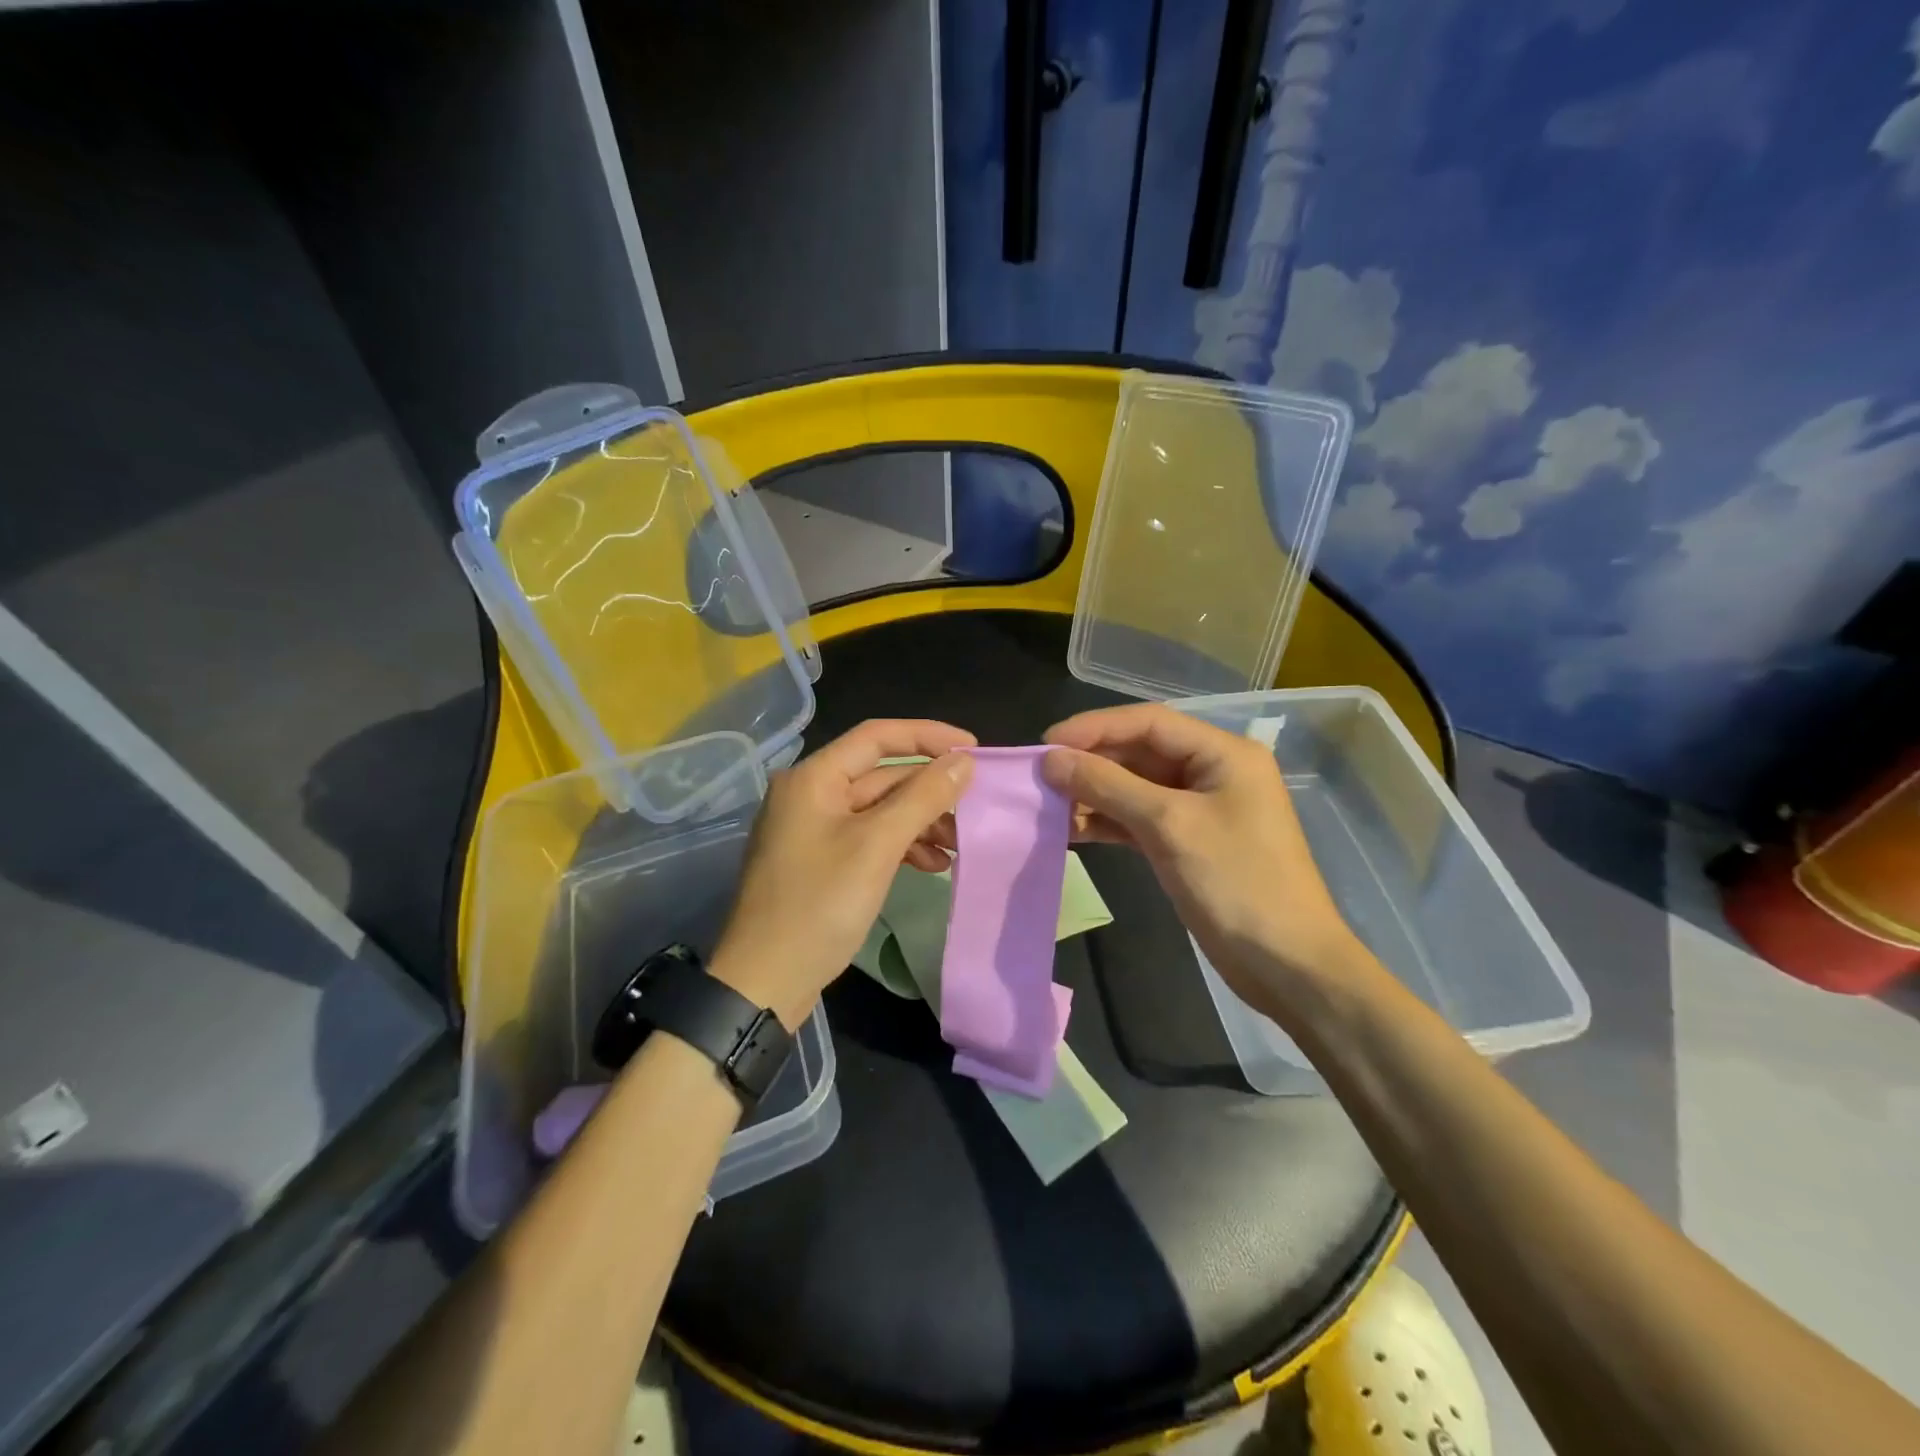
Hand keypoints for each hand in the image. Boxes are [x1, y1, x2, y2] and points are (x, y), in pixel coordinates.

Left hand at [711, 719, 975, 1026]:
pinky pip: (869, 838)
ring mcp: (813, 830)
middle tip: (974, 806)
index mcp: (813, 778)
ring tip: (958, 844)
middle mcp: (810, 794)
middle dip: (929, 790)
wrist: (765, 982)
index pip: (878, 737)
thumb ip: (923, 798)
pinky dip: (901, 846)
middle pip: (880, 775)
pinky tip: (932, 865)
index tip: (973, 749)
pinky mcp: (821, 862)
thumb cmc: (819, 905)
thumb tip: (964, 761)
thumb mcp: (877, 846)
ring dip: (920, 822)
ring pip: (878, 810)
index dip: (929, 736)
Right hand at [1041, 704, 1363, 1011]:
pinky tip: (1070, 830)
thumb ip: (1108, 786)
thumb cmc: (1237, 884)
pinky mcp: (1187, 843)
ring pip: (1135, 787)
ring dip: (1094, 794)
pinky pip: (1139, 819)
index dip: (1094, 728)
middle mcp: (1211, 772)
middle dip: (1091, 762)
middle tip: (1039, 777)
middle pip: (1140, 752)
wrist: (1287, 966)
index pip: (1148, 722)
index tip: (1046, 745)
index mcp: (1223, 753)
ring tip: (1047, 805)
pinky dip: (1107, 822)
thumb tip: (1051, 760)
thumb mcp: (1169, 826)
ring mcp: (1199, 809)